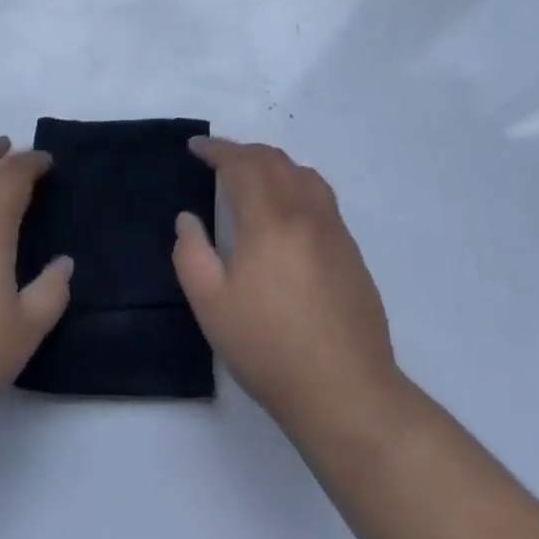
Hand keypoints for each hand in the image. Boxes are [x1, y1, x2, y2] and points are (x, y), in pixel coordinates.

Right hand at [173, 138, 400, 436]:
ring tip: (253, 176)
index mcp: (269, 219)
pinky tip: (287, 209)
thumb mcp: (211, 306)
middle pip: (273, 160)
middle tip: (218, 159)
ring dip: (273, 163)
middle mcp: (304, 211)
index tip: (196, 147)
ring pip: (302, 173)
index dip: (216, 150)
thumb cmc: (270, 348)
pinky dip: (296, 184)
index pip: (240, 164)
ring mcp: (333, 229)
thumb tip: (188, 218)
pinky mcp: (350, 250)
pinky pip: (320, 196)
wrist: (346, 391)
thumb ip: (191, 254)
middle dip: (242, 152)